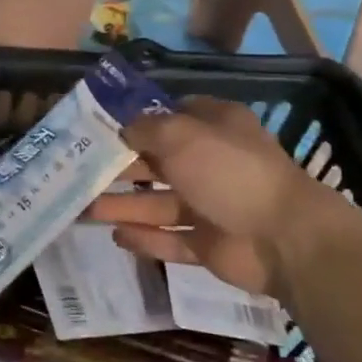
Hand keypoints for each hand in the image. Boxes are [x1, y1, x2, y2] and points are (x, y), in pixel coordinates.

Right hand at [86, 97, 330, 297]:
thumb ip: (146, 129)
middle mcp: (211, 163)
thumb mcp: (182, 136)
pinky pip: (169, 238)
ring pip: (157, 203)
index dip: (135, 120)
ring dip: (123, 205)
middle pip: (157, 162)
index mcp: (214, 128)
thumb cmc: (230, 172)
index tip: (97, 127)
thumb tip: (122, 127)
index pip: (170, 116)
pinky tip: (114, 236)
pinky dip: (144, 238)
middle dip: (119, 168)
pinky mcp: (208, 244)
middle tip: (78, 173)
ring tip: (83, 209)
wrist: (283, 239)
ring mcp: (210, 206)